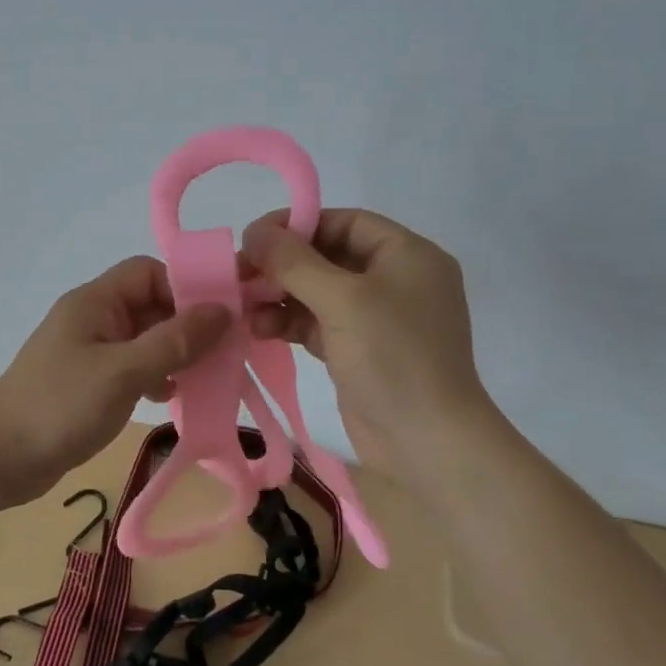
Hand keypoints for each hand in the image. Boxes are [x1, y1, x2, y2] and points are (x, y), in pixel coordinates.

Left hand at [0, 256, 230, 506]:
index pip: (148, 273)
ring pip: (144, 338)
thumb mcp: (123, 371)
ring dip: (174, 353)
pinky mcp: (89, 382)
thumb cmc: (60, 405)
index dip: (184, 288)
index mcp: (95, 302)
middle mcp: (93, 319)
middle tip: (224, 351)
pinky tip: (170, 397)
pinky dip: (154, 376)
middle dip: (186, 325)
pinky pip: (132, 367)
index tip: (219, 317)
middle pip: (149, 305)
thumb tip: (222, 311)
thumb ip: (174, 341)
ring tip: (204, 376)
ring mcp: (90, 351)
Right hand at [242, 208, 497, 481]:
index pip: (345, 222)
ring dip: (279, 296)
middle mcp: (394, 280)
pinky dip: (289, 322)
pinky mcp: (359, 350)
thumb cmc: (393, 357)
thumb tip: (254, 231)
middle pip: (327, 256)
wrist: (427, 443)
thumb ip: (294, 262)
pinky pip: (318, 323)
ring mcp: (377, 318)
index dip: (298, 225)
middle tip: (238, 273)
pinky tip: (260, 329)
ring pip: (318, 292)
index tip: (254, 237)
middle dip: (282, 265)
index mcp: (407, 255)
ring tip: (243, 307)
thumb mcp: (342, 300)